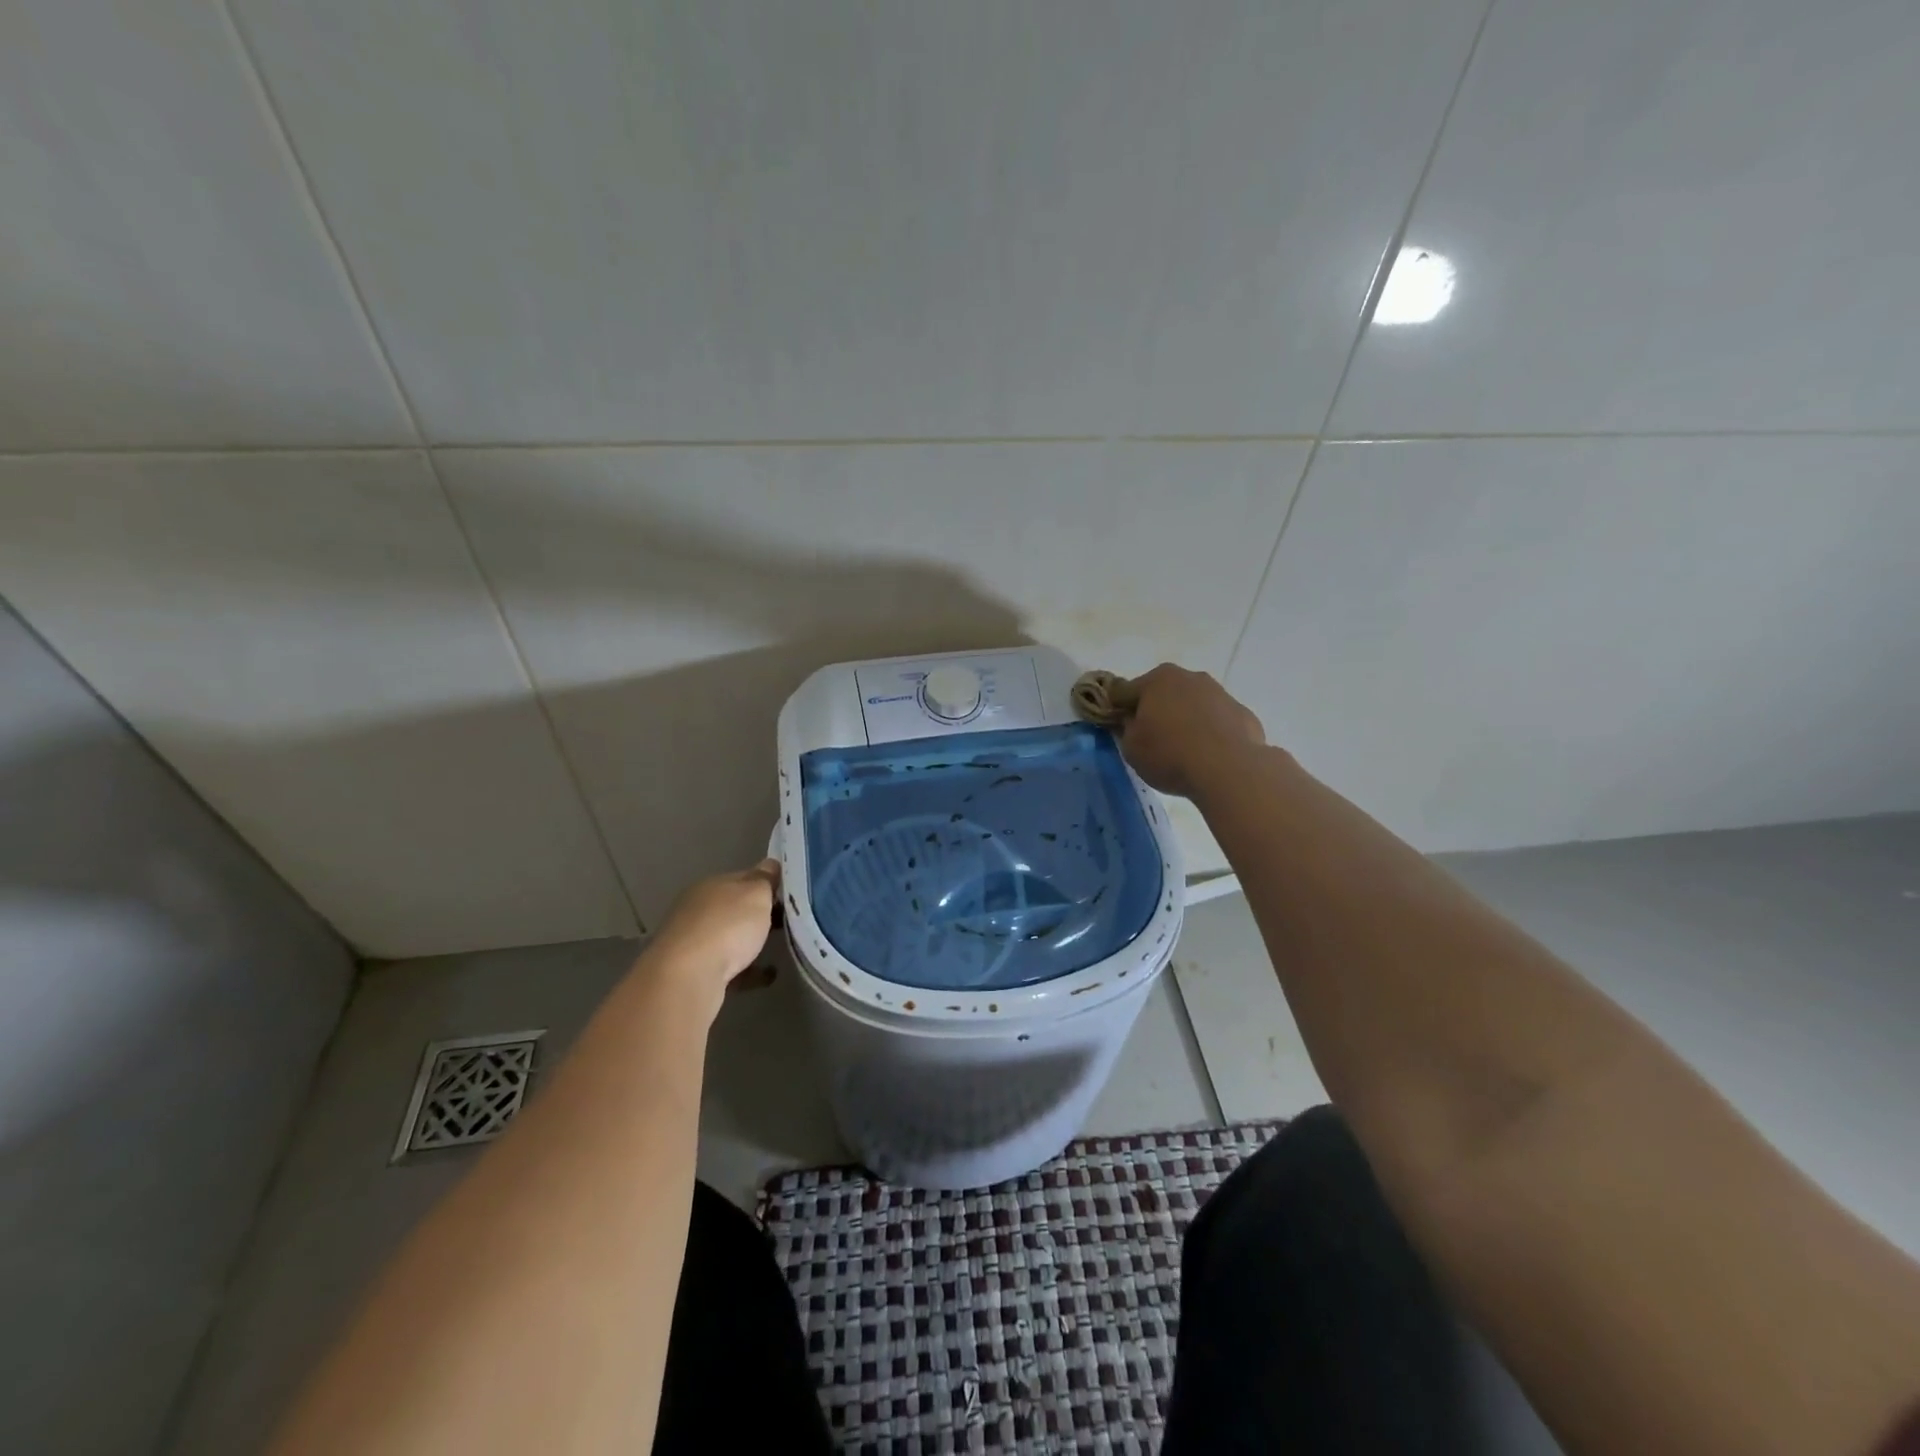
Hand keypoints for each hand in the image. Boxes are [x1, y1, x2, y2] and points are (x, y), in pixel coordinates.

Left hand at [640, 860, 780, 1017]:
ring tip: (780, 948)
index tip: (791, 894)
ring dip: (751, 942)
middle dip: (758, 914)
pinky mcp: (693, 972)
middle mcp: (697, 909)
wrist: (687, 978)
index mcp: (711, 885)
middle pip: (735, 908)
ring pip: (729, 937)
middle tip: (789, 920)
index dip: (768, 883)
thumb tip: (772, 864)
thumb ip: (766, 879)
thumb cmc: (726, 927)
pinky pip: (729, 966)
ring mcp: (692, 942)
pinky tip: (768, 976)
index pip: (744, 877)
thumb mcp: (756, 894)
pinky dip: (748, 970)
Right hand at [1115, 663, 1266, 799]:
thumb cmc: (1170, 755)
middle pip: (1161, 693)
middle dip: (1154, 710)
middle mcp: (1188, 677)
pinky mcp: (1242, 712)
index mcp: (1156, 680)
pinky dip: (1210, 732)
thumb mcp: (1131, 748)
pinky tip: (1208, 755)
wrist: (1229, 769)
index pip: (1123, 691)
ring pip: (1192, 704)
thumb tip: (1133, 722)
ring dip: (1184, 719)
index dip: (1116, 709)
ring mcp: (1219, 692)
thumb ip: (1126, 729)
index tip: (1116, 727)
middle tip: (1151, 739)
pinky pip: (1216, 720)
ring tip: (1183, 750)